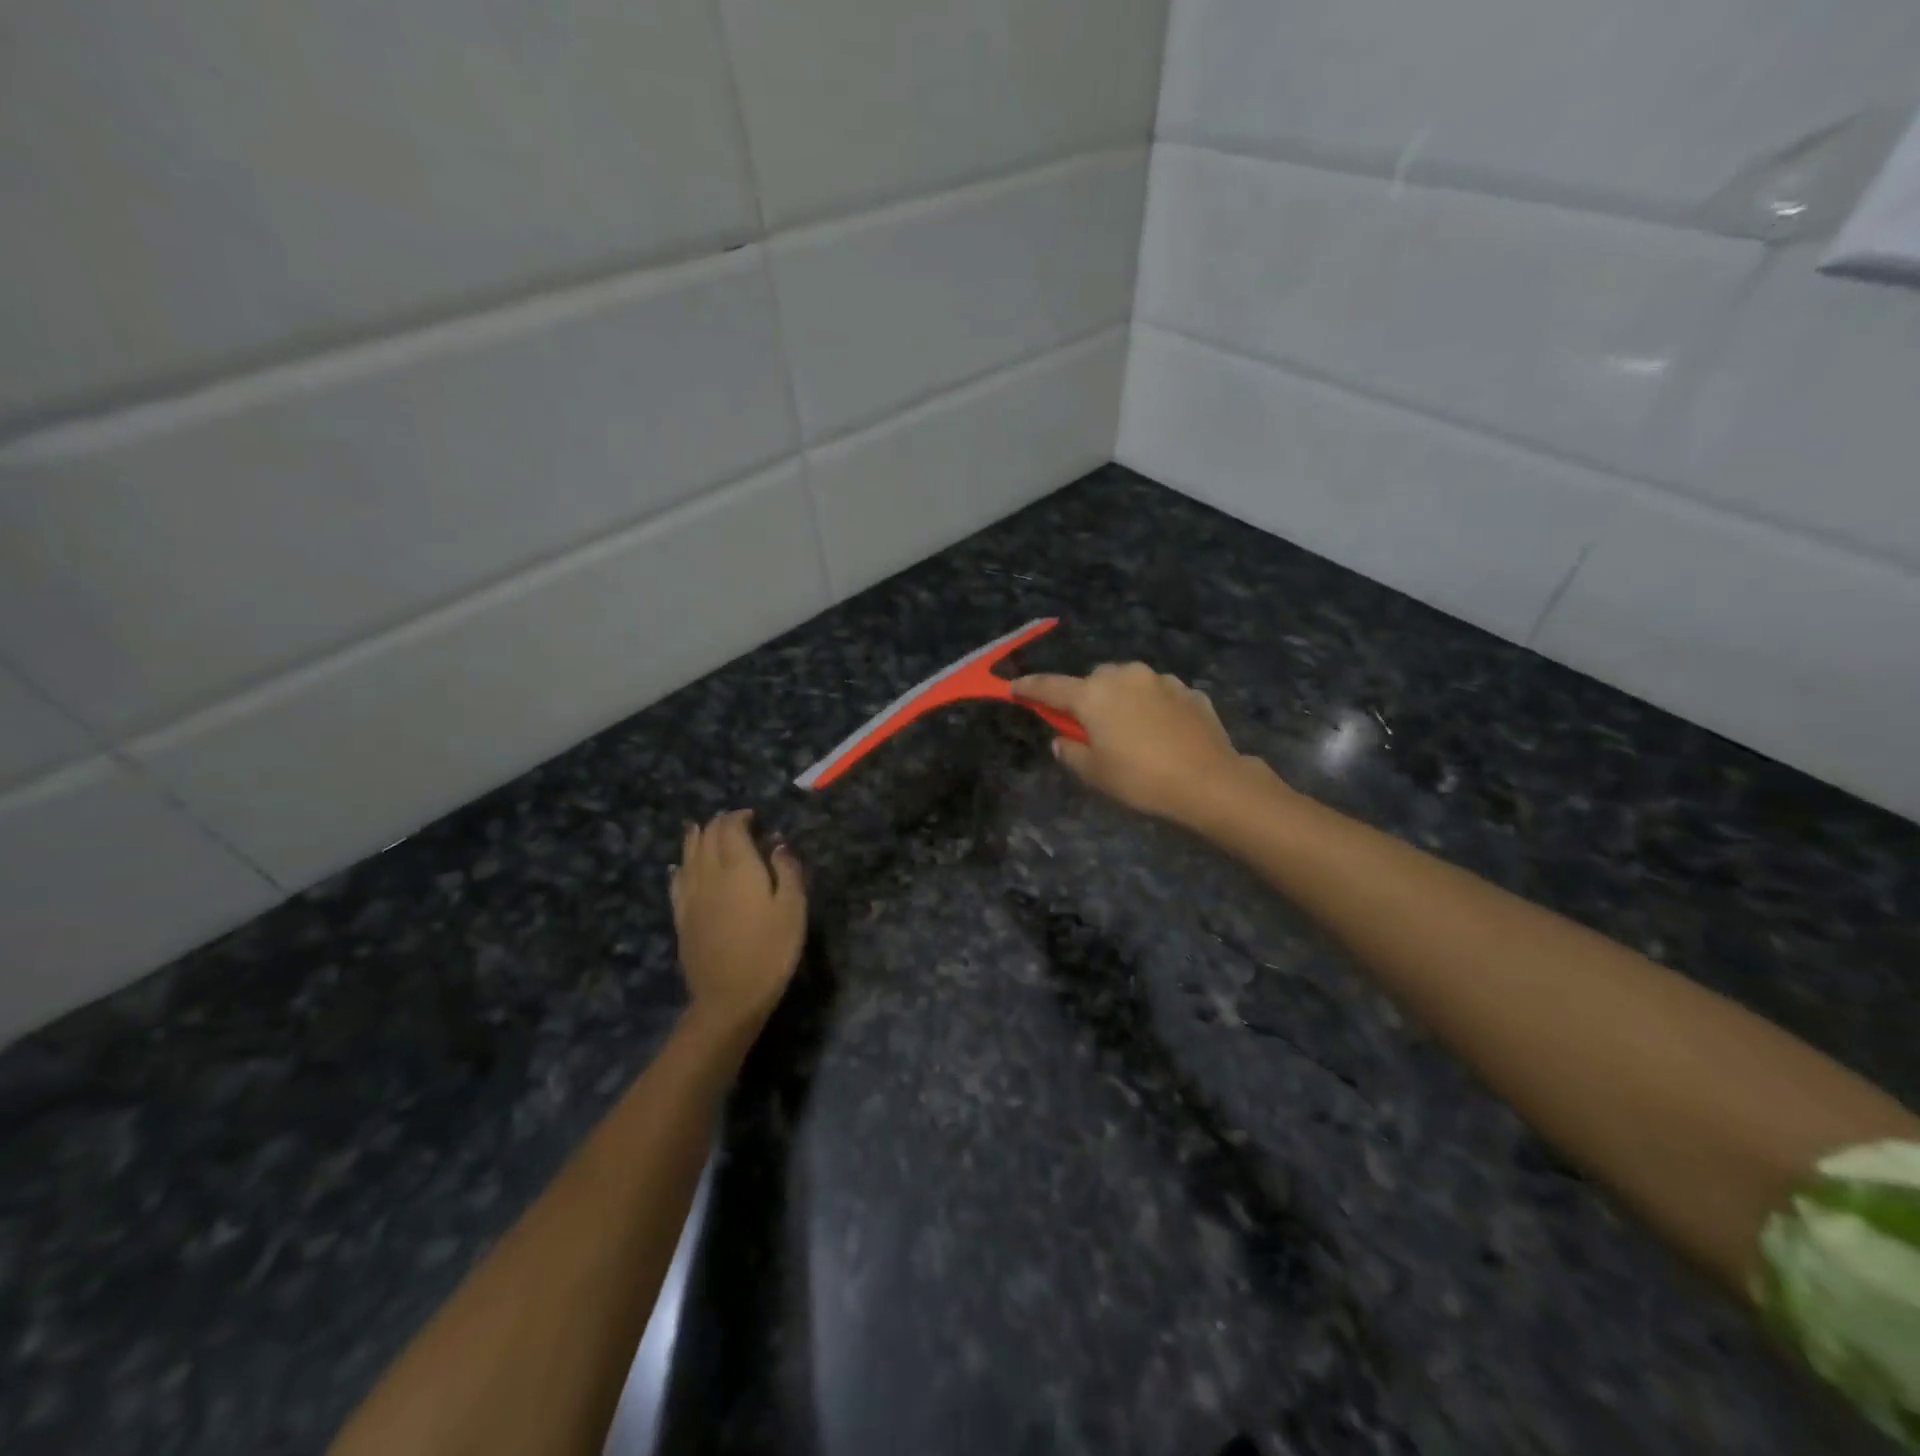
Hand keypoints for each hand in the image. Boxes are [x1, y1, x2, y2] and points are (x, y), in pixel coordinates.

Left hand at [670, 811, 805, 1027]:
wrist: (729, 997)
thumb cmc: (770, 951)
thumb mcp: (793, 909)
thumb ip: (787, 870)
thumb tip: (778, 843)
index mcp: (739, 867)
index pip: (731, 828)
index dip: (740, 817)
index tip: (754, 817)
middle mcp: (710, 874)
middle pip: (706, 837)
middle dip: (719, 824)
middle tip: (735, 823)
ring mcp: (691, 896)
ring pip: (688, 855)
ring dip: (696, 838)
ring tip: (702, 829)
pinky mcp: (681, 917)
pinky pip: (676, 881)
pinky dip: (680, 866)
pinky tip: (679, 866)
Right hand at [1012, 664, 1256, 825]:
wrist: (1209, 781)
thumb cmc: (1141, 779)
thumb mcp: (1095, 774)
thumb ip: (1070, 752)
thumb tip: (1063, 739)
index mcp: (1093, 695)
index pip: (1050, 687)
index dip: (1029, 688)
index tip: (1013, 688)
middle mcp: (1124, 676)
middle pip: (1094, 681)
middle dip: (1087, 698)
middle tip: (1090, 728)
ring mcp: (1160, 680)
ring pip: (1129, 683)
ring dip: (1122, 700)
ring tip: (1131, 732)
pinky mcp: (1189, 691)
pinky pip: (1159, 695)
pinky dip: (1152, 708)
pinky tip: (1162, 734)